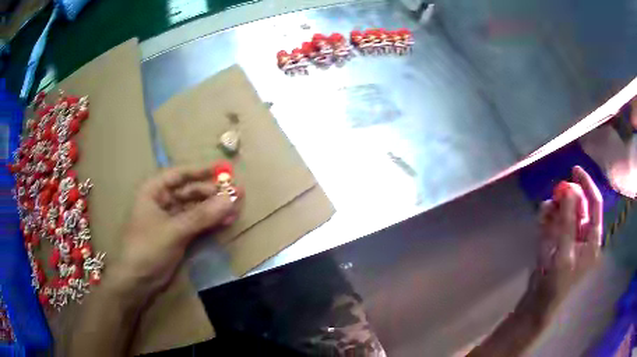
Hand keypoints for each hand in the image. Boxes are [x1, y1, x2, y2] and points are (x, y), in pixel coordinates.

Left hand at [116, 166, 241, 295]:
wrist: (138, 282)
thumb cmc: (148, 248)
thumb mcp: (175, 230)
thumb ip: (203, 215)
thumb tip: (232, 198)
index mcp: (154, 191)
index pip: (180, 174)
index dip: (202, 171)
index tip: (224, 169)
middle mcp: (162, 201)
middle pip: (190, 191)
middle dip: (212, 193)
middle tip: (237, 194)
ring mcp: (170, 219)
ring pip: (196, 208)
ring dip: (214, 208)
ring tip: (236, 208)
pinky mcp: (177, 235)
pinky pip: (197, 223)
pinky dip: (210, 222)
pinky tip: (225, 221)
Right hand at [528, 166, 602, 314]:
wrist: (537, 303)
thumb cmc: (555, 283)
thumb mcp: (563, 252)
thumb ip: (567, 221)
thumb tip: (568, 188)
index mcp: (592, 240)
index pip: (595, 204)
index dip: (587, 185)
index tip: (574, 169)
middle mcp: (584, 235)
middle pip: (580, 206)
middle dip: (568, 197)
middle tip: (555, 194)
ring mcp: (571, 238)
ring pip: (567, 212)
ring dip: (556, 206)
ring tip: (546, 210)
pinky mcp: (559, 241)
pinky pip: (556, 221)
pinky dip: (549, 216)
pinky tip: (543, 216)